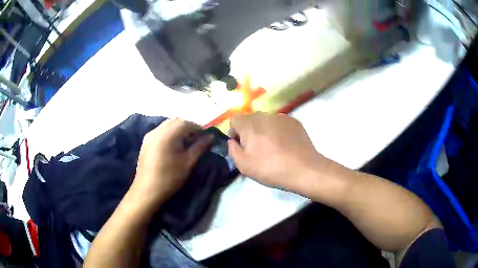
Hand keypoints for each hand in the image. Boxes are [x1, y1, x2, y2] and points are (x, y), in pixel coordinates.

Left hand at [131, 119, 213, 208]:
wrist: (147, 190)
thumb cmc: (170, 177)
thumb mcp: (188, 162)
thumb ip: (200, 146)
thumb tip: (211, 136)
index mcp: (167, 135)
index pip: (186, 123)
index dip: (197, 127)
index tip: (205, 136)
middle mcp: (157, 131)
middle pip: (175, 121)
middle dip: (187, 127)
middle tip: (195, 139)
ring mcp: (149, 135)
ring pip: (167, 125)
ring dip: (178, 129)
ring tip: (184, 143)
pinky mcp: (146, 141)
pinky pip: (160, 131)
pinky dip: (169, 133)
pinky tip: (172, 146)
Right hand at [228, 113, 332, 192]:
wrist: (303, 169)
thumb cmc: (271, 168)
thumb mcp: (244, 165)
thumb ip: (232, 150)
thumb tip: (233, 141)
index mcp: (250, 124)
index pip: (234, 120)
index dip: (233, 132)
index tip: (240, 146)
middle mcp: (264, 115)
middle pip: (250, 119)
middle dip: (249, 131)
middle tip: (255, 149)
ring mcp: (281, 117)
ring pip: (266, 120)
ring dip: (263, 130)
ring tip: (272, 147)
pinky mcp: (294, 121)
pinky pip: (279, 123)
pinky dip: (277, 131)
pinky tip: (284, 145)